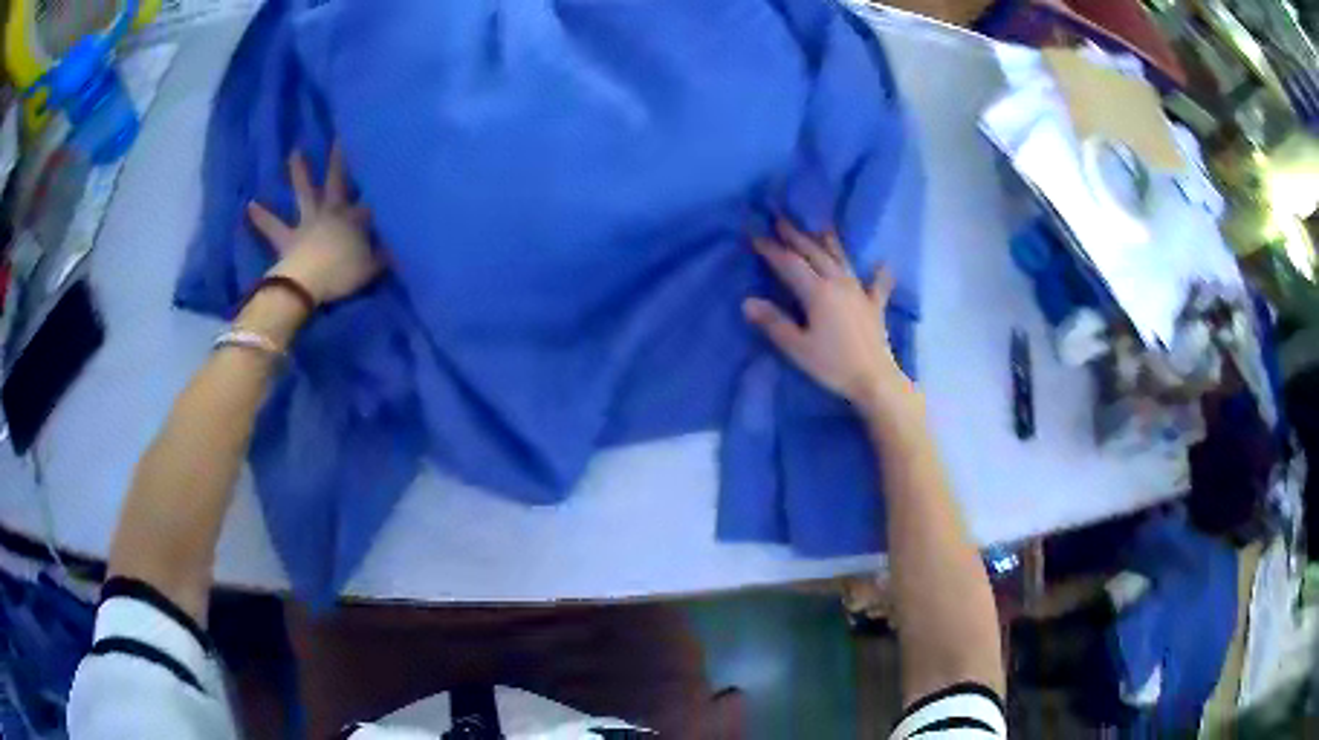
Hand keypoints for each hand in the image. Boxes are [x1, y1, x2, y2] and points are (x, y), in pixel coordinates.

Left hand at [247, 144, 382, 304]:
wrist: (307, 284)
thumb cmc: (343, 273)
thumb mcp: (374, 266)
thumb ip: (386, 253)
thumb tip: (400, 243)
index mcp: (354, 218)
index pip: (370, 195)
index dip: (377, 179)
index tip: (385, 159)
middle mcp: (331, 211)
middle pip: (336, 180)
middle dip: (339, 159)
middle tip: (339, 136)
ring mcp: (307, 222)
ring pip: (303, 192)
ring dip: (299, 172)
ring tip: (294, 152)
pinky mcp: (286, 238)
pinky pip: (272, 227)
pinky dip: (261, 217)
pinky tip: (250, 205)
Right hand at [743, 219, 915, 414]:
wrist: (875, 380)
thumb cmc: (833, 366)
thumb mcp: (797, 348)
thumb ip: (774, 323)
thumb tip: (747, 302)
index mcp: (817, 292)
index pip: (789, 264)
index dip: (771, 249)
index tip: (755, 234)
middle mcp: (838, 283)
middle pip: (815, 253)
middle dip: (796, 235)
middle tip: (781, 218)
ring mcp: (860, 292)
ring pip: (841, 259)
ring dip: (829, 242)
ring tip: (821, 226)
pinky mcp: (875, 306)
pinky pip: (877, 285)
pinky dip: (878, 274)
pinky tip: (882, 265)